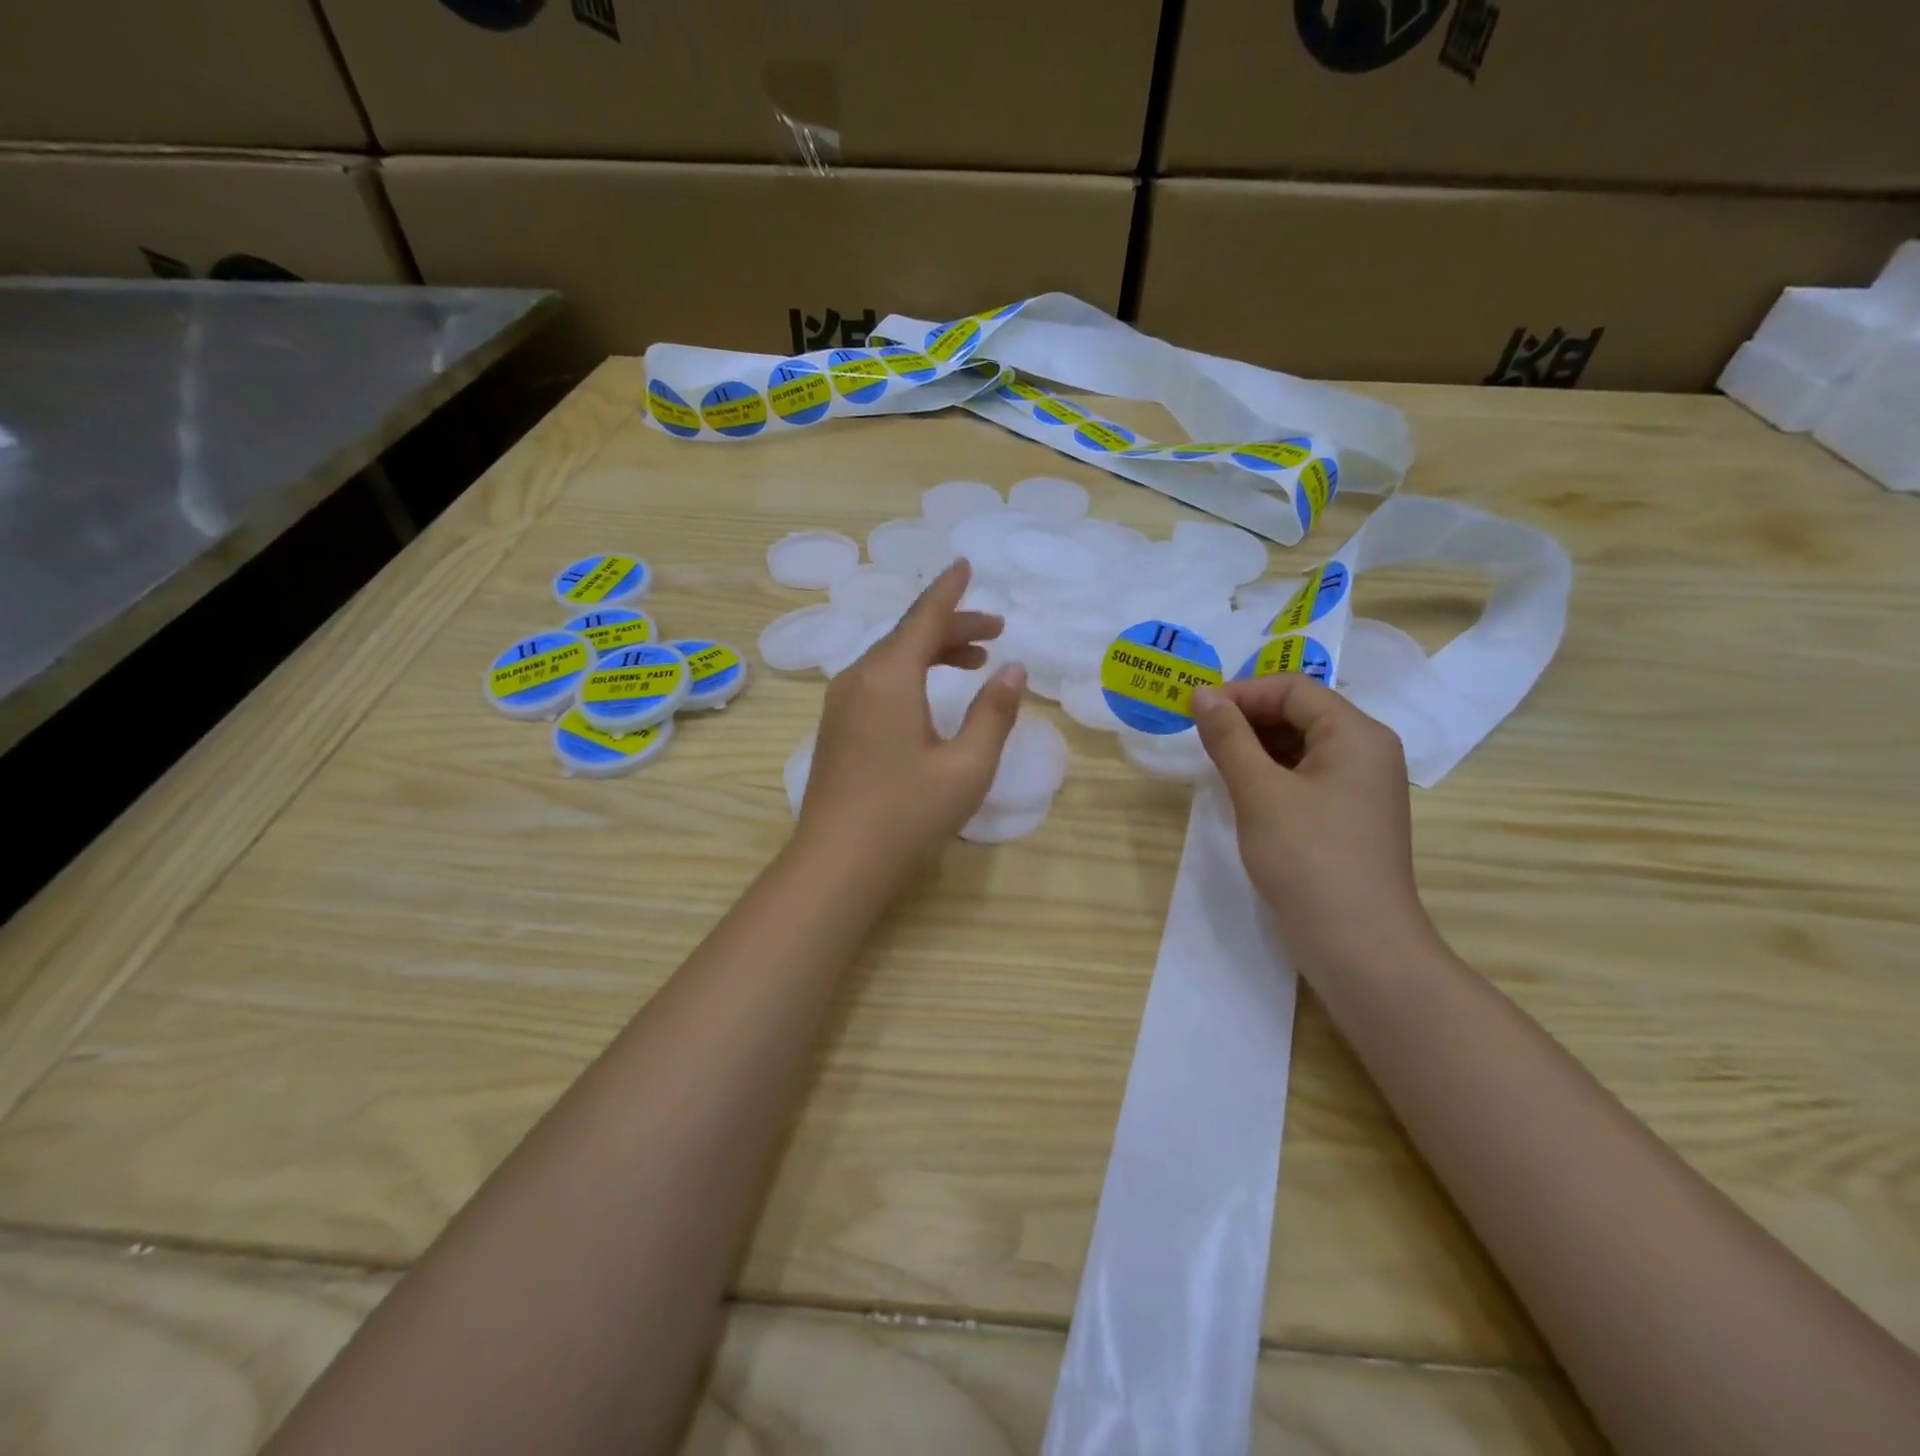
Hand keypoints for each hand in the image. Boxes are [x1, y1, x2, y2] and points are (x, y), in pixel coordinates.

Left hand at [798, 561, 1026, 879]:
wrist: (836, 865)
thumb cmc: (907, 815)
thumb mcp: (966, 766)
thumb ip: (994, 713)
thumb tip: (1013, 670)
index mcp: (888, 677)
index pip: (924, 617)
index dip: (949, 591)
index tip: (966, 565)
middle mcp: (858, 679)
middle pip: (907, 635)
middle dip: (952, 627)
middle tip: (995, 632)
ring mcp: (840, 704)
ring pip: (890, 659)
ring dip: (931, 652)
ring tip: (973, 662)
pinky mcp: (836, 727)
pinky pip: (876, 681)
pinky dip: (909, 674)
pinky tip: (930, 696)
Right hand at [1193, 675, 1438, 977]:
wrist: (1359, 946)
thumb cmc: (1308, 859)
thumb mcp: (1259, 792)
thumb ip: (1229, 737)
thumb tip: (1201, 694)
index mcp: (1356, 734)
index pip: (1293, 688)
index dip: (1241, 692)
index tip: (1195, 713)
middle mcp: (1368, 750)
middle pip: (1301, 712)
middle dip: (1248, 717)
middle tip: (1201, 738)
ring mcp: (1363, 786)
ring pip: (1303, 744)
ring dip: (1257, 746)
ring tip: (1217, 764)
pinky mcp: (1351, 815)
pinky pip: (1308, 775)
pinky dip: (1273, 773)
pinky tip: (1244, 792)